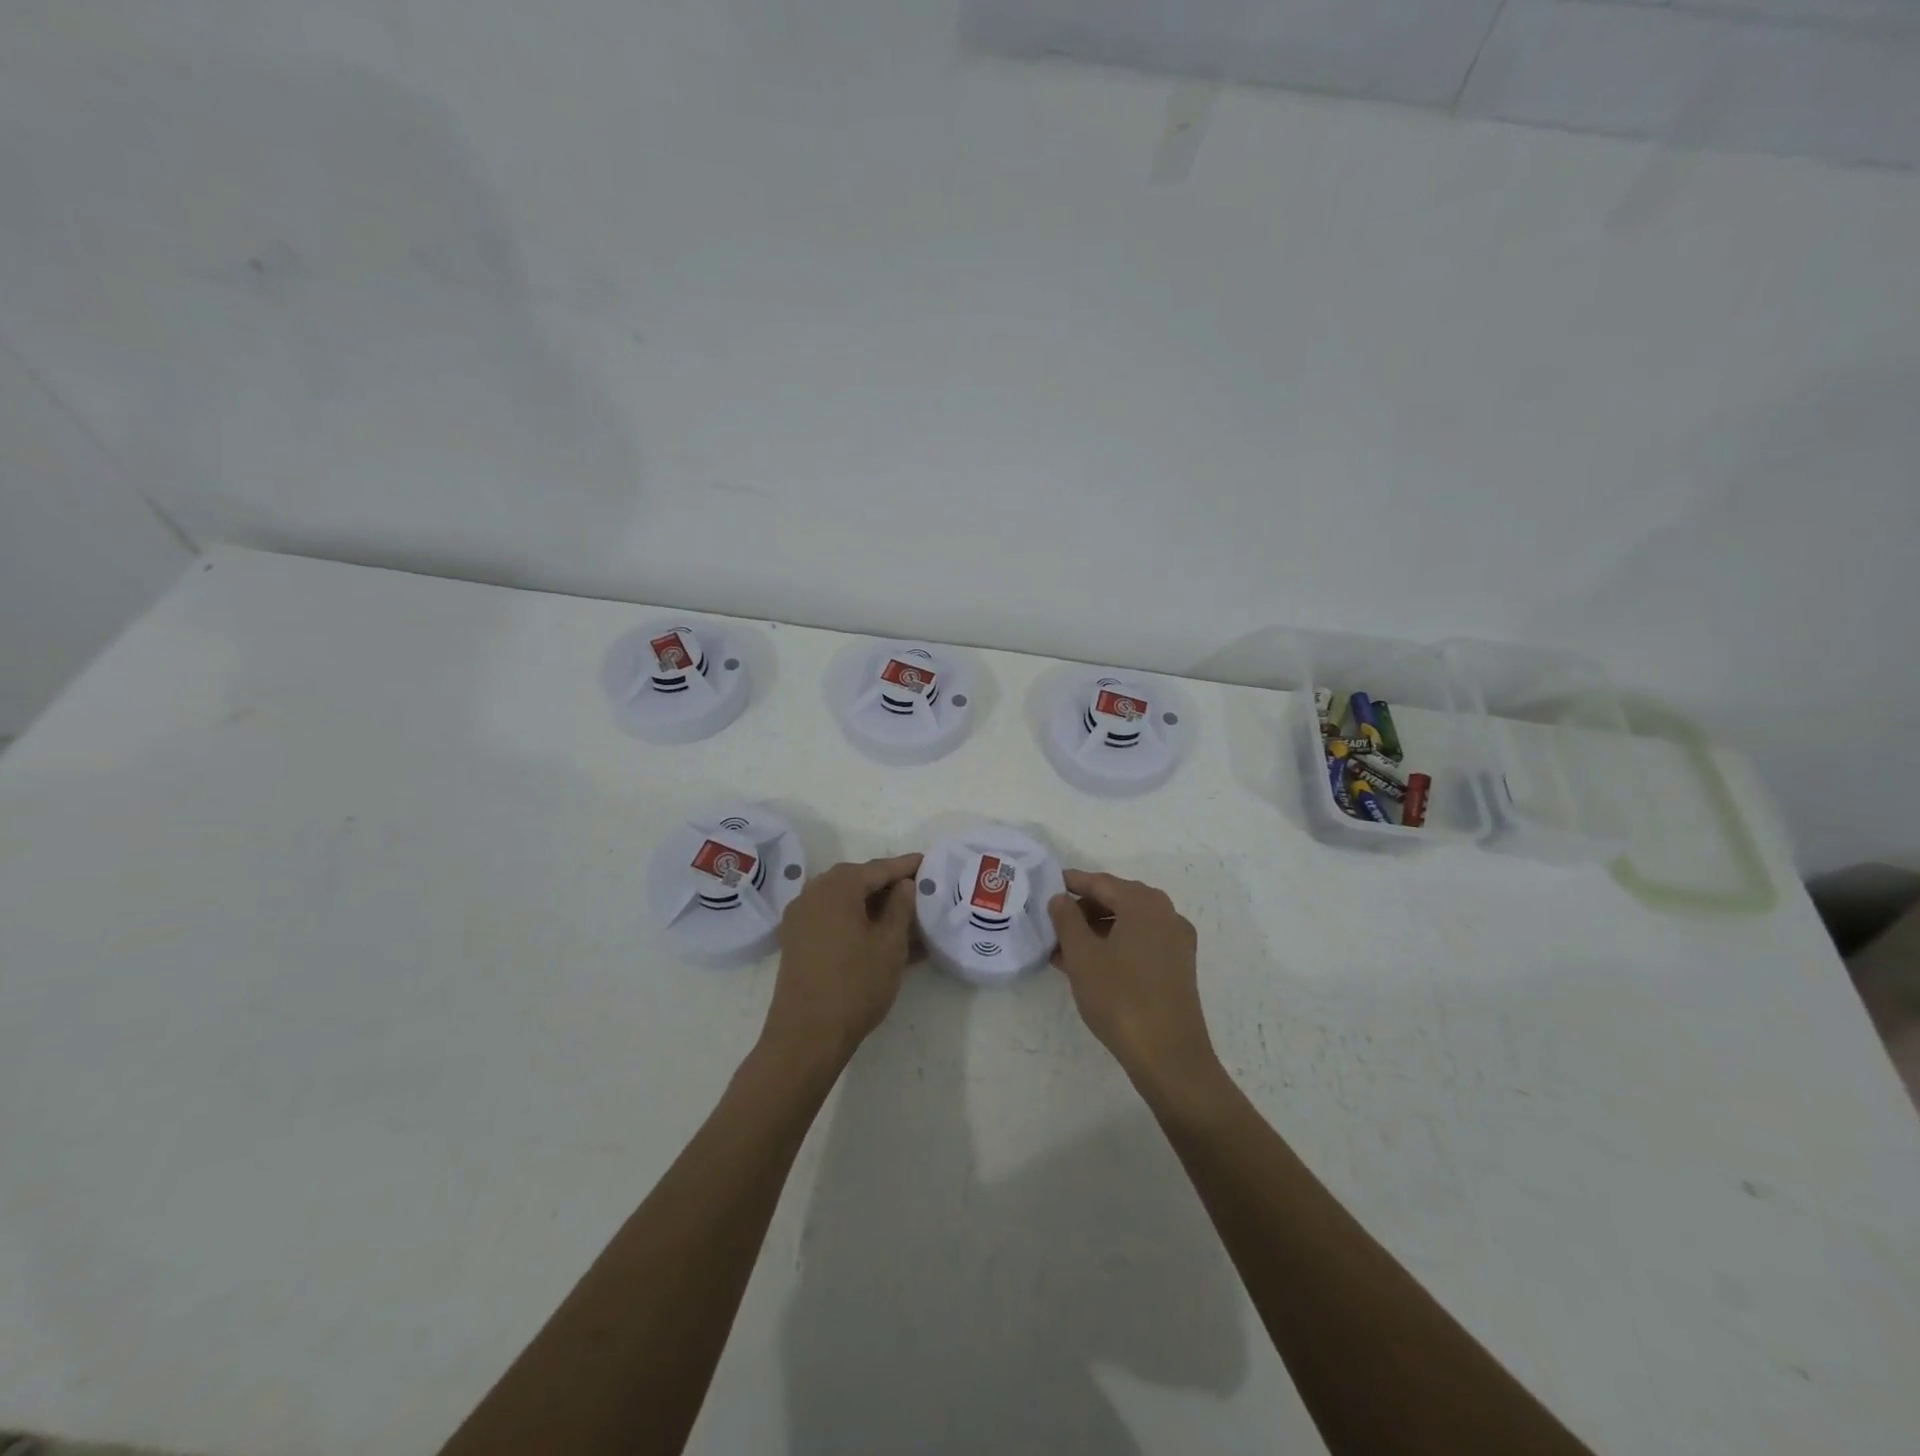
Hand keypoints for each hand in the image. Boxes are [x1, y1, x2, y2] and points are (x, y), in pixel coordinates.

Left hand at [763, 853, 921, 1073]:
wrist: (806, 1036)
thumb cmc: (855, 984)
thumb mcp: (890, 944)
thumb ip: (900, 907)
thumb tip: (904, 885)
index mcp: (837, 887)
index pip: (878, 868)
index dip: (905, 866)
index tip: (927, 862)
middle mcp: (813, 894)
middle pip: (857, 881)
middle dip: (887, 885)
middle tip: (916, 889)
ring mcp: (801, 919)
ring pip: (844, 902)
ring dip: (872, 906)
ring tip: (903, 916)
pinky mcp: (797, 942)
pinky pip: (832, 920)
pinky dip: (856, 922)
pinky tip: (880, 937)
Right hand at [1049, 870, 1219, 1092]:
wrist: (1169, 1056)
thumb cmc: (1120, 998)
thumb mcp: (1082, 956)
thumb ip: (1066, 920)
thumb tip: (1060, 898)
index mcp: (1143, 904)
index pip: (1101, 882)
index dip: (1072, 883)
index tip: (1047, 884)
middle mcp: (1165, 914)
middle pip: (1118, 899)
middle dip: (1084, 909)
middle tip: (1053, 920)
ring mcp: (1176, 941)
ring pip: (1129, 923)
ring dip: (1097, 930)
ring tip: (1064, 948)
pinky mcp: (1178, 967)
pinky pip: (1141, 943)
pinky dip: (1115, 945)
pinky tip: (1089, 965)